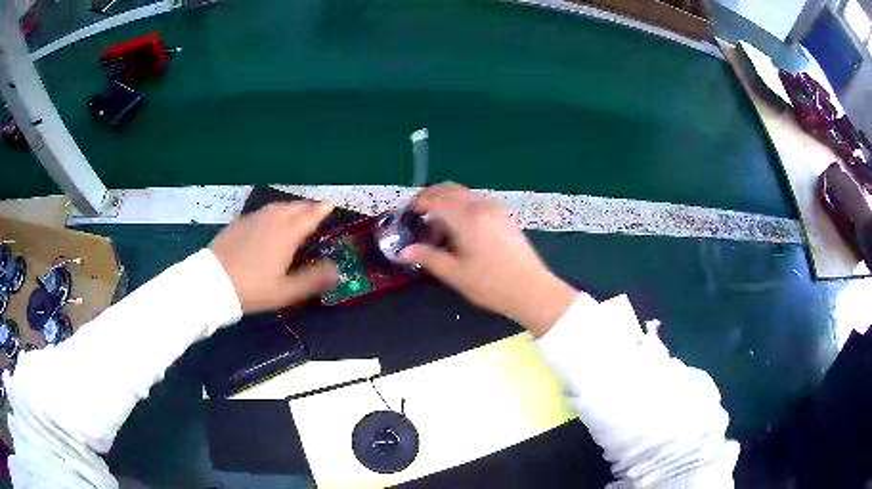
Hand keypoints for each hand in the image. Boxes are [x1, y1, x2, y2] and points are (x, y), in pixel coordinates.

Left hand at [210, 202, 338, 312]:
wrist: (212, 282)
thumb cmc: (252, 289)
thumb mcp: (285, 291)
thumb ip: (313, 280)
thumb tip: (338, 270)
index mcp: (287, 233)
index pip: (310, 216)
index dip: (323, 209)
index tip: (333, 203)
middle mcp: (272, 219)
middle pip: (294, 207)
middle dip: (308, 207)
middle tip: (316, 210)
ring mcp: (253, 218)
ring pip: (278, 206)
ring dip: (291, 207)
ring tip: (296, 213)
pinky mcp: (239, 222)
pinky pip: (263, 211)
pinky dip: (274, 212)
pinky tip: (269, 221)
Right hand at [402, 183, 577, 336]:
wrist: (533, 290)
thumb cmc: (492, 284)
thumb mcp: (456, 274)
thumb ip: (428, 258)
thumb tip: (403, 252)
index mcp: (468, 218)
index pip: (436, 199)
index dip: (419, 203)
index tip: (408, 213)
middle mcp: (482, 206)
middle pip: (451, 189)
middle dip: (431, 196)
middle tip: (418, 213)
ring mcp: (497, 210)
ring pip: (466, 194)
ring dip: (448, 200)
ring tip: (437, 222)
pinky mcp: (506, 217)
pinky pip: (478, 202)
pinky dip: (463, 206)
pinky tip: (460, 228)